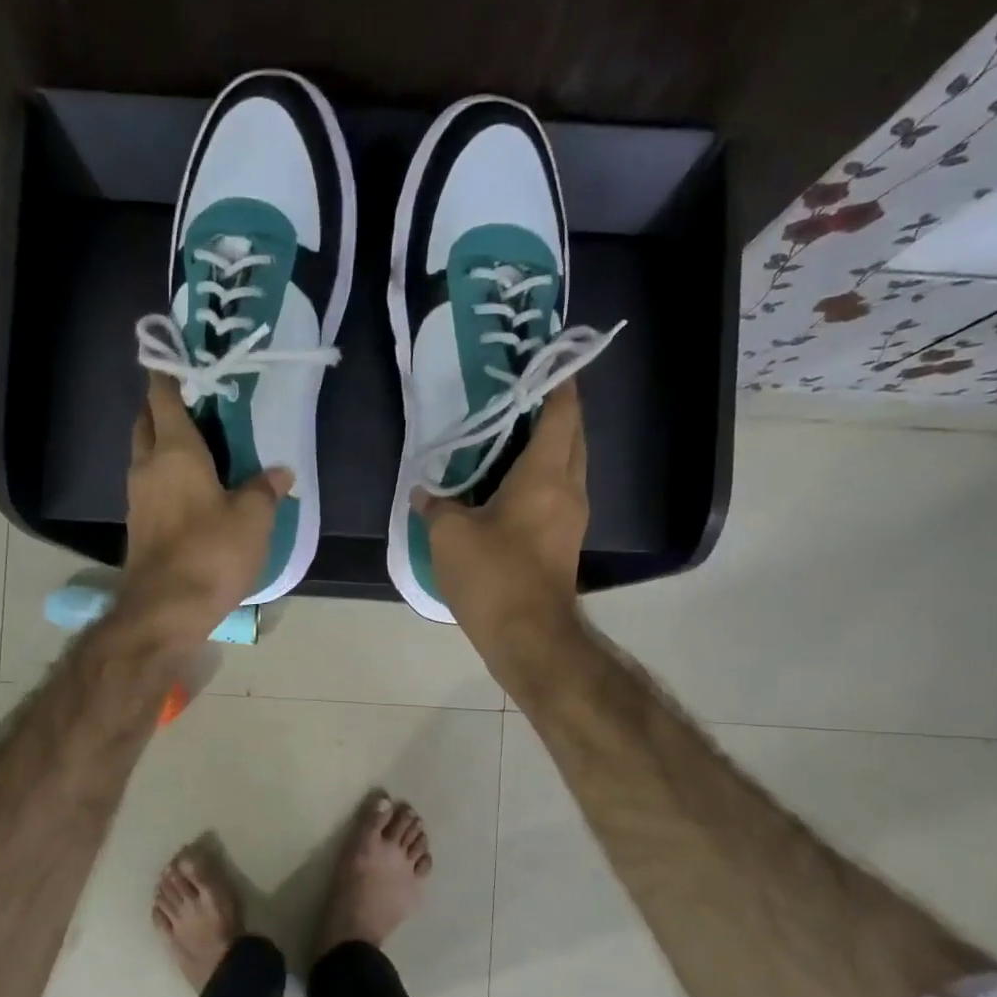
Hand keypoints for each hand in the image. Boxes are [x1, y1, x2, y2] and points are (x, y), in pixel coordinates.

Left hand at [120, 375, 291, 642]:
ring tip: (199, 444)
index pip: (163, 395)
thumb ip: (264, 489)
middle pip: (146, 421)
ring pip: (145, 454)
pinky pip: (150, 484)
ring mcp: (138, 498)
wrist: (165, 610)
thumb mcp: (253, 519)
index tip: (174, 353)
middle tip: (195, 402)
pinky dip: (165, 475)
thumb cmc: (211, 552)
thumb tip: (279, 473)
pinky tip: (191, 488)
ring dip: (162, 442)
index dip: (167, 371)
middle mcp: (147, 466)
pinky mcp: (139, 526)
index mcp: (174, 450)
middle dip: (162, 405)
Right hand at [413, 382, 587, 654]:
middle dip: (555, 409)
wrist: (529, 637)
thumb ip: (436, 505)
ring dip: (549, 444)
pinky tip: (510, 482)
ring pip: (568, 465)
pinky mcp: (564, 542)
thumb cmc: (493, 576)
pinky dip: (542, 475)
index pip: (560, 413)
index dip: (557, 382)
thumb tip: (424, 492)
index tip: (548, 358)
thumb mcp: (449, 535)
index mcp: (546, 475)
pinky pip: (558, 492)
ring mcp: (572, 518)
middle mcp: (569, 488)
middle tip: (522, 393)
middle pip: (572, 435)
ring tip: (513, 432)